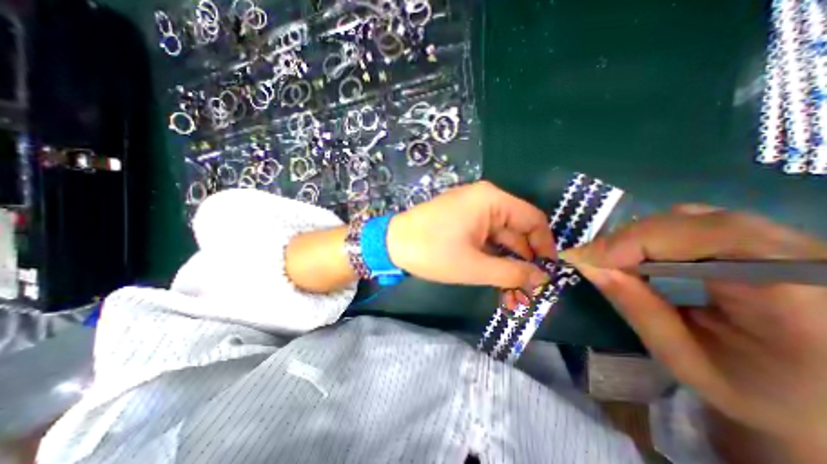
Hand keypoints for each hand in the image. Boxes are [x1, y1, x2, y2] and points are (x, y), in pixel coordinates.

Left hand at [387, 181, 554, 301]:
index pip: (533, 220)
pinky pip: (485, 237)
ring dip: (507, 262)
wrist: (392, 243)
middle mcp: (485, 199)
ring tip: (513, 292)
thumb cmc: (432, 252)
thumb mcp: (474, 266)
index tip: (547, 272)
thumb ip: (512, 272)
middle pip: (516, 230)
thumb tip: (543, 278)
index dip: (544, 247)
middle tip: (529, 291)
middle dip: (523, 261)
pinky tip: (496, 277)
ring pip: (500, 237)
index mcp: (491, 201)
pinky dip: (492, 256)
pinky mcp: (462, 219)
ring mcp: (472, 209)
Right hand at [566, 207, 826, 456]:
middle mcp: (808, 256)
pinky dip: (654, 234)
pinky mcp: (772, 239)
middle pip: (691, 221)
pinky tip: (639, 254)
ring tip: (611, 259)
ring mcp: (794, 242)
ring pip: (690, 216)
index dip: (632, 241)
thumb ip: (634, 305)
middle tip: (590, 260)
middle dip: (628, 239)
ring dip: (638, 236)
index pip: (704, 237)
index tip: (582, 257)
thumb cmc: (758, 393)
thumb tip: (586, 263)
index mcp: (802, 295)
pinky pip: (696, 222)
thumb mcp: (684, 358)